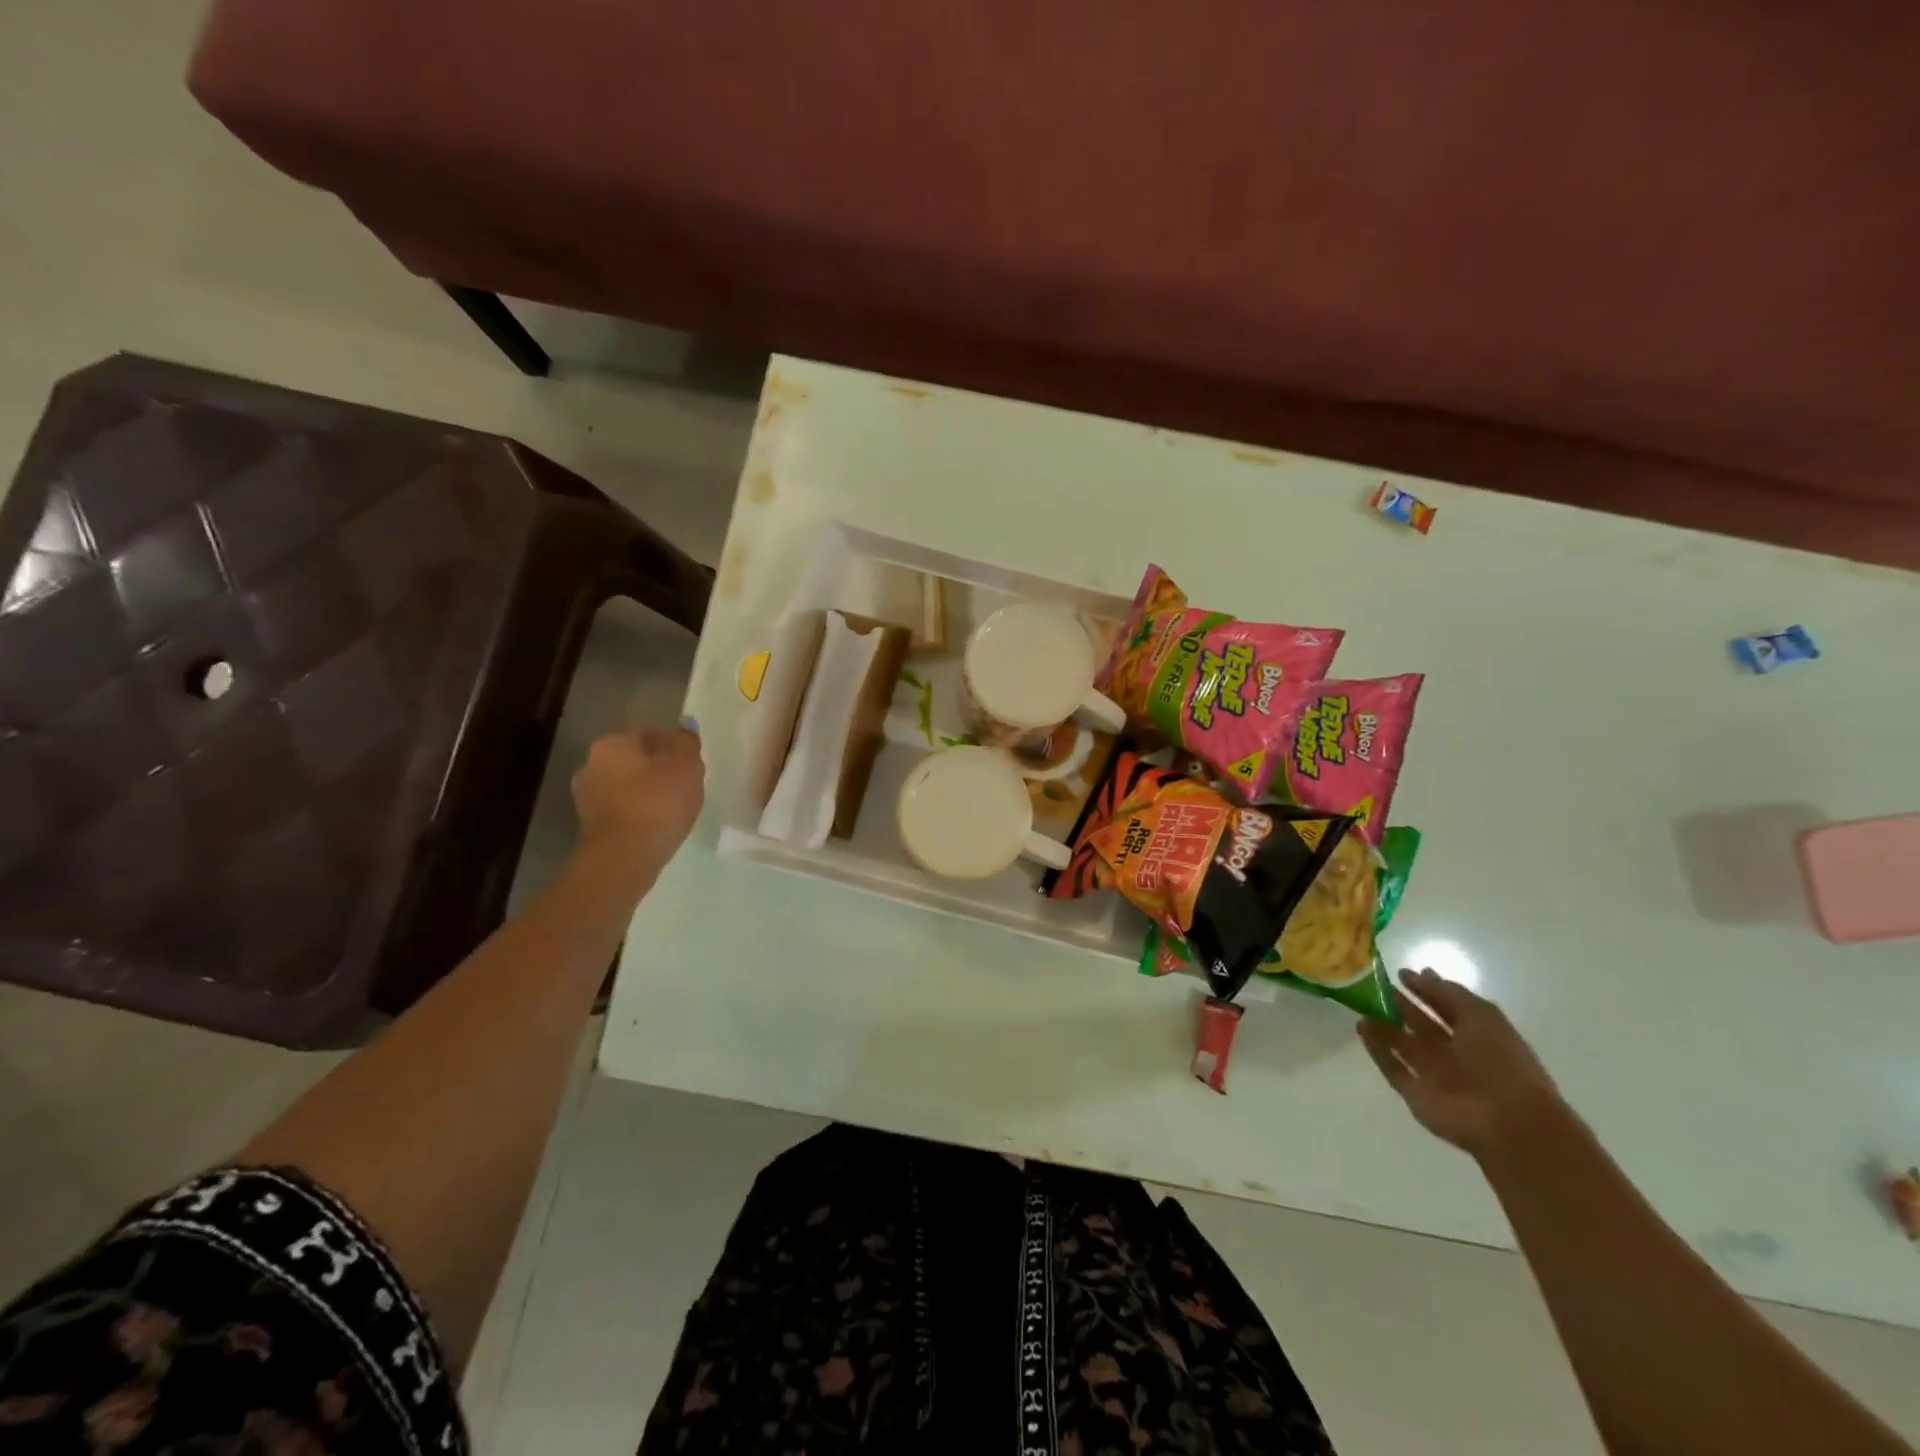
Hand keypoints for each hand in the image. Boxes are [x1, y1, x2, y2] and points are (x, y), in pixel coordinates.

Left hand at [570, 726, 704, 868]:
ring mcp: (586, 797)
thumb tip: (683, 730)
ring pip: (626, 786)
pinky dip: (638, 813)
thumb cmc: (658, 802)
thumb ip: (687, 743)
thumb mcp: (687, 765)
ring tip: (673, 808)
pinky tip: (657, 825)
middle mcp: (591, 764)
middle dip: (657, 768)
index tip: (692, 763)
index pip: (649, 733)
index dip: (674, 745)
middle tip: (685, 784)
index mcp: (611, 743)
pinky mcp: (590, 826)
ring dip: (646, 792)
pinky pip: (622, 810)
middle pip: (634, 759)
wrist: (624, 857)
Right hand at [1358, 968, 1567, 1162]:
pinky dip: (1376, 1050)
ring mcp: (1434, 1074)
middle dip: (1400, 1005)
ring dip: (1383, 1026)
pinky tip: (1362, 1030)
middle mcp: (1455, 1053)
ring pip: (1403, 1045)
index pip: (1446, 1006)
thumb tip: (1421, 974)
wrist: (1509, 1122)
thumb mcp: (1480, 1015)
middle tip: (1375, 987)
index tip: (1400, 973)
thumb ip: (1448, 993)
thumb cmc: (1500, 1061)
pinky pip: (1392, 1068)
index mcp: (1477, 1034)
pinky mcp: (1416, 1093)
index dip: (1426, 989)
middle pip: (1422, 1025)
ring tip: (1361, 1007)